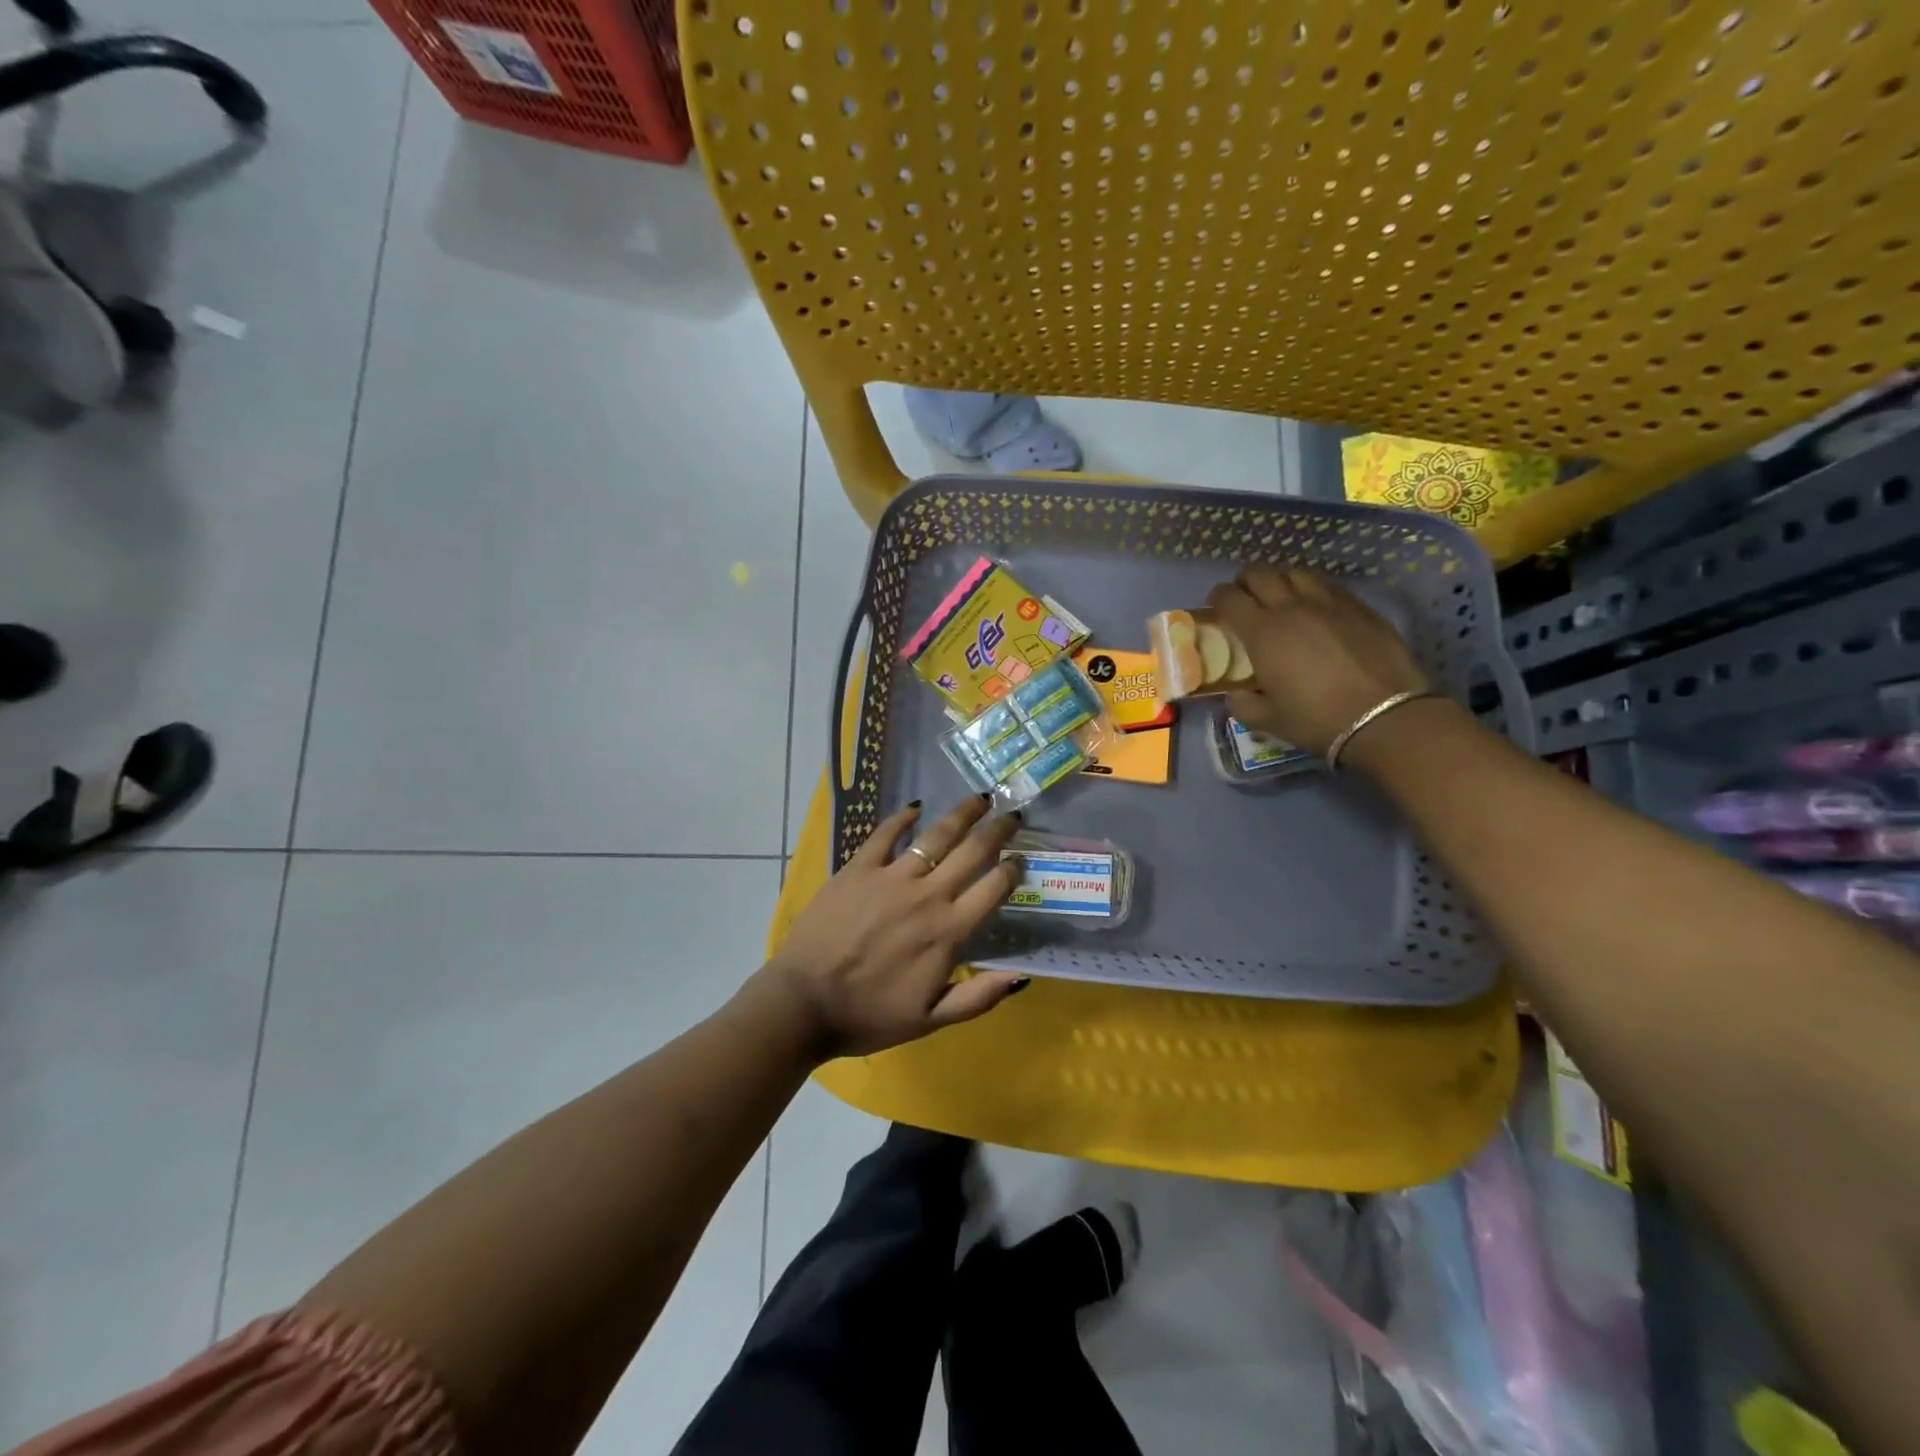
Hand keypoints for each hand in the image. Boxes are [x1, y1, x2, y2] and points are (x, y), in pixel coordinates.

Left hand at [758, 796, 1026, 1058]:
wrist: (803, 1003)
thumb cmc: (868, 1016)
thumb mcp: (930, 1020)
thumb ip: (978, 997)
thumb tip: (1020, 976)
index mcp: (949, 932)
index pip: (993, 889)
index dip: (1012, 870)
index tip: (1021, 858)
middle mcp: (927, 896)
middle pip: (972, 852)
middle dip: (998, 830)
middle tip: (1013, 814)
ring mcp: (891, 877)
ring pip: (936, 836)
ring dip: (962, 814)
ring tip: (979, 798)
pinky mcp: (858, 869)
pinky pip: (885, 834)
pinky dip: (902, 817)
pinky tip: (915, 806)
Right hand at [1209, 568, 1428, 756]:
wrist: (1383, 716)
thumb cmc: (1316, 719)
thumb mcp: (1267, 720)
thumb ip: (1242, 704)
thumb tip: (1236, 693)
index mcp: (1262, 632)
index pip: (1229, 598)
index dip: (1218, 597)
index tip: (1217, 605)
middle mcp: (1291, 607)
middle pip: (1261, 574)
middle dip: (1246, 581)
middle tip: (1245, 596)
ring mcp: (1329, 602)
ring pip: (1296, 573)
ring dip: (1281, 580)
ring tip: (1281, 596)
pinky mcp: (1359, 606)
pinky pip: (1328, 585)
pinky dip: (1313, 589)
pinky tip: (1317, 606)